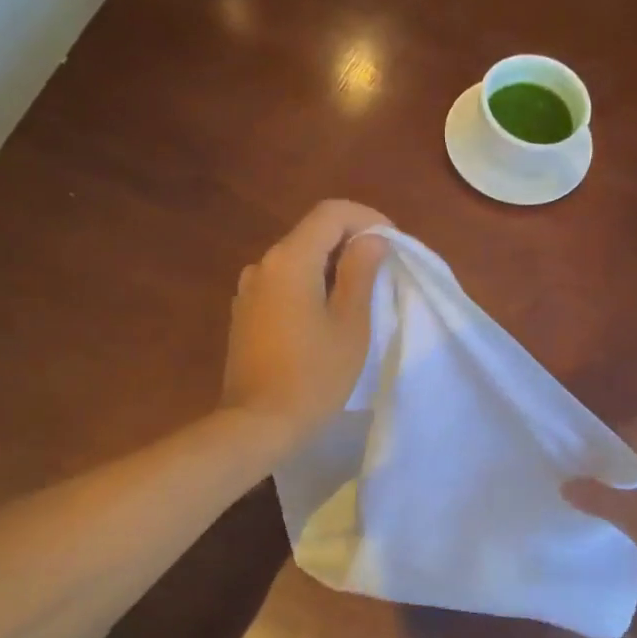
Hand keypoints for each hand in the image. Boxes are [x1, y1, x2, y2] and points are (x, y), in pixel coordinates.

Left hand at [221, 199, 390, 452]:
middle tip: (383, 270)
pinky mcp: (244, 314)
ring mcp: (248, 290)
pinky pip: (282, 284)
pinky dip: (308, 286)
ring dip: (329, 266)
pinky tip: (325, 315)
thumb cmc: (313, 375)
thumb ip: (361, 273)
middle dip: (350, 243)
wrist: (258, 424)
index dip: (367, 219)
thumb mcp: (350, 324)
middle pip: (311, 234)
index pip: (331, 213)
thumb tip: (370, 241)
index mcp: (289, 260)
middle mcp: (262, 264)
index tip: (392, 243)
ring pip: (296, 260)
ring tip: (358, 295)